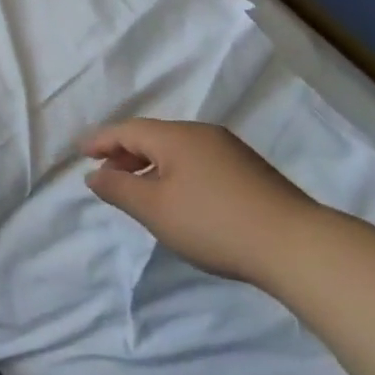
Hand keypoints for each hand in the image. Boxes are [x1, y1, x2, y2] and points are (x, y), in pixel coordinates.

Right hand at [84, 118, 322, 285]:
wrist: (295, 244)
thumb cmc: (214, 223)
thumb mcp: (155, 209)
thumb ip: (119, 188)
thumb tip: (94, 174)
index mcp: (176, 137)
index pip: (127, 129)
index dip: (101, 140)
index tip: (80, 151)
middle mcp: (202, 134)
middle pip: (153, 135)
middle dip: (125, 151)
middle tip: (105, 171)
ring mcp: (229, 150)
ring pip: (177, 148)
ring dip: (150, 163)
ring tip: (138, 187)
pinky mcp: (249, 170)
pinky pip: (198, 160)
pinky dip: (175, 171)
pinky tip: (178, 196)